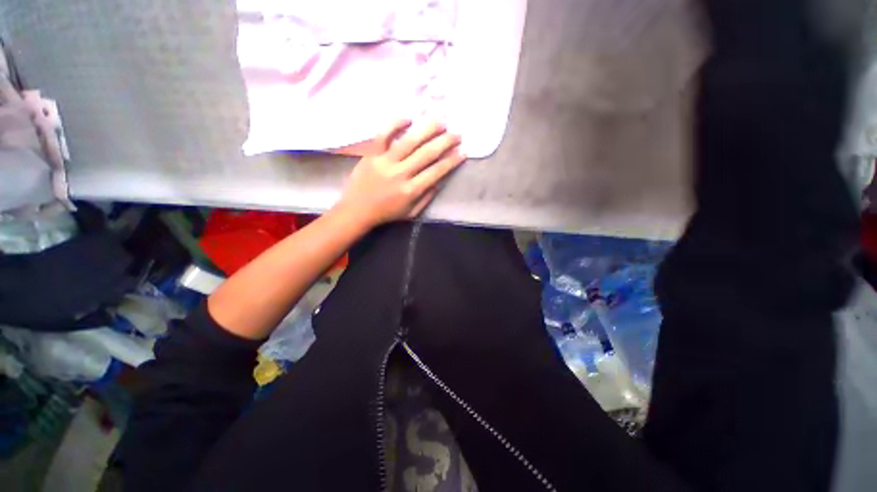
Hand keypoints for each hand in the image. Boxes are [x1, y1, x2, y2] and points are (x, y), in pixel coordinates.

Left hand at [334, 120, 465, 228]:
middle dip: (445, 142)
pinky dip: (395, 123)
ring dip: (427, 129)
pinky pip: (383, 134)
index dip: (452, 161)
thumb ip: (427, 197)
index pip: (437, 172)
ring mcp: (385, 161)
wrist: (357, 210)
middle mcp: (401, 174)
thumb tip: (440, 180)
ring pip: (409, 141)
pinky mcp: (371, 154)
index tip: (463, 152)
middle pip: (427, 153)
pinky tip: (409, 118)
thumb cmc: (386, 213)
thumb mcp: (411, 212)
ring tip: (441, 121)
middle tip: (457, 134)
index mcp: (411, 190)